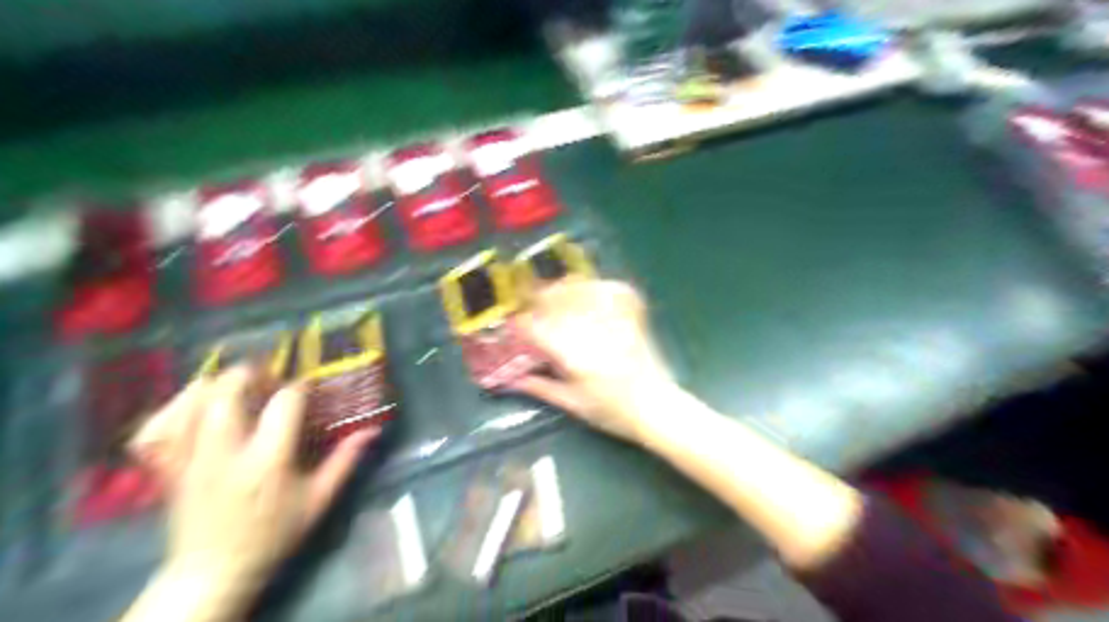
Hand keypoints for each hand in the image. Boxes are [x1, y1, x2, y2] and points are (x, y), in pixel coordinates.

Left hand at [127, 369, 373, 617]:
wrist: (214, 571)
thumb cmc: (274, 534)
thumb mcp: (318, 500)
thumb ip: (345, 461)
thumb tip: (372, 430)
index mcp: (267, 462)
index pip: (284, 404)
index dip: (299, 386)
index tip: (308, 385)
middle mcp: (224, 455)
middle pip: (226, 393)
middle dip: (249, 373)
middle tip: (267, 374)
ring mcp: (188, 461)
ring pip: (189, 403)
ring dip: (214, 384)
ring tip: (234, 384)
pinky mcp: (166, 468)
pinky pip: (155, 427)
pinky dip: (173, 407)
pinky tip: (193, 404)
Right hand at [509, 280, 675, 443]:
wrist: (657, 407)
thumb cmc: (612, 411)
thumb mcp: (573, 404)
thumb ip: (540, 387)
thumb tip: (510, 379)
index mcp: (575, 356)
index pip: (538, 329)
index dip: (521, 323)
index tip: (514, 324)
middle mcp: (593, 332)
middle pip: (558, 301)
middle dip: (538, 298)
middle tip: (529, 303)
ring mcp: (615, 321)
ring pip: (582, 290)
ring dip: (564, 288)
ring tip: (554, 293)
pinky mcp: (633, 317)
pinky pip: (612, 291)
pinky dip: (597, 287)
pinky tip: (588, 290)